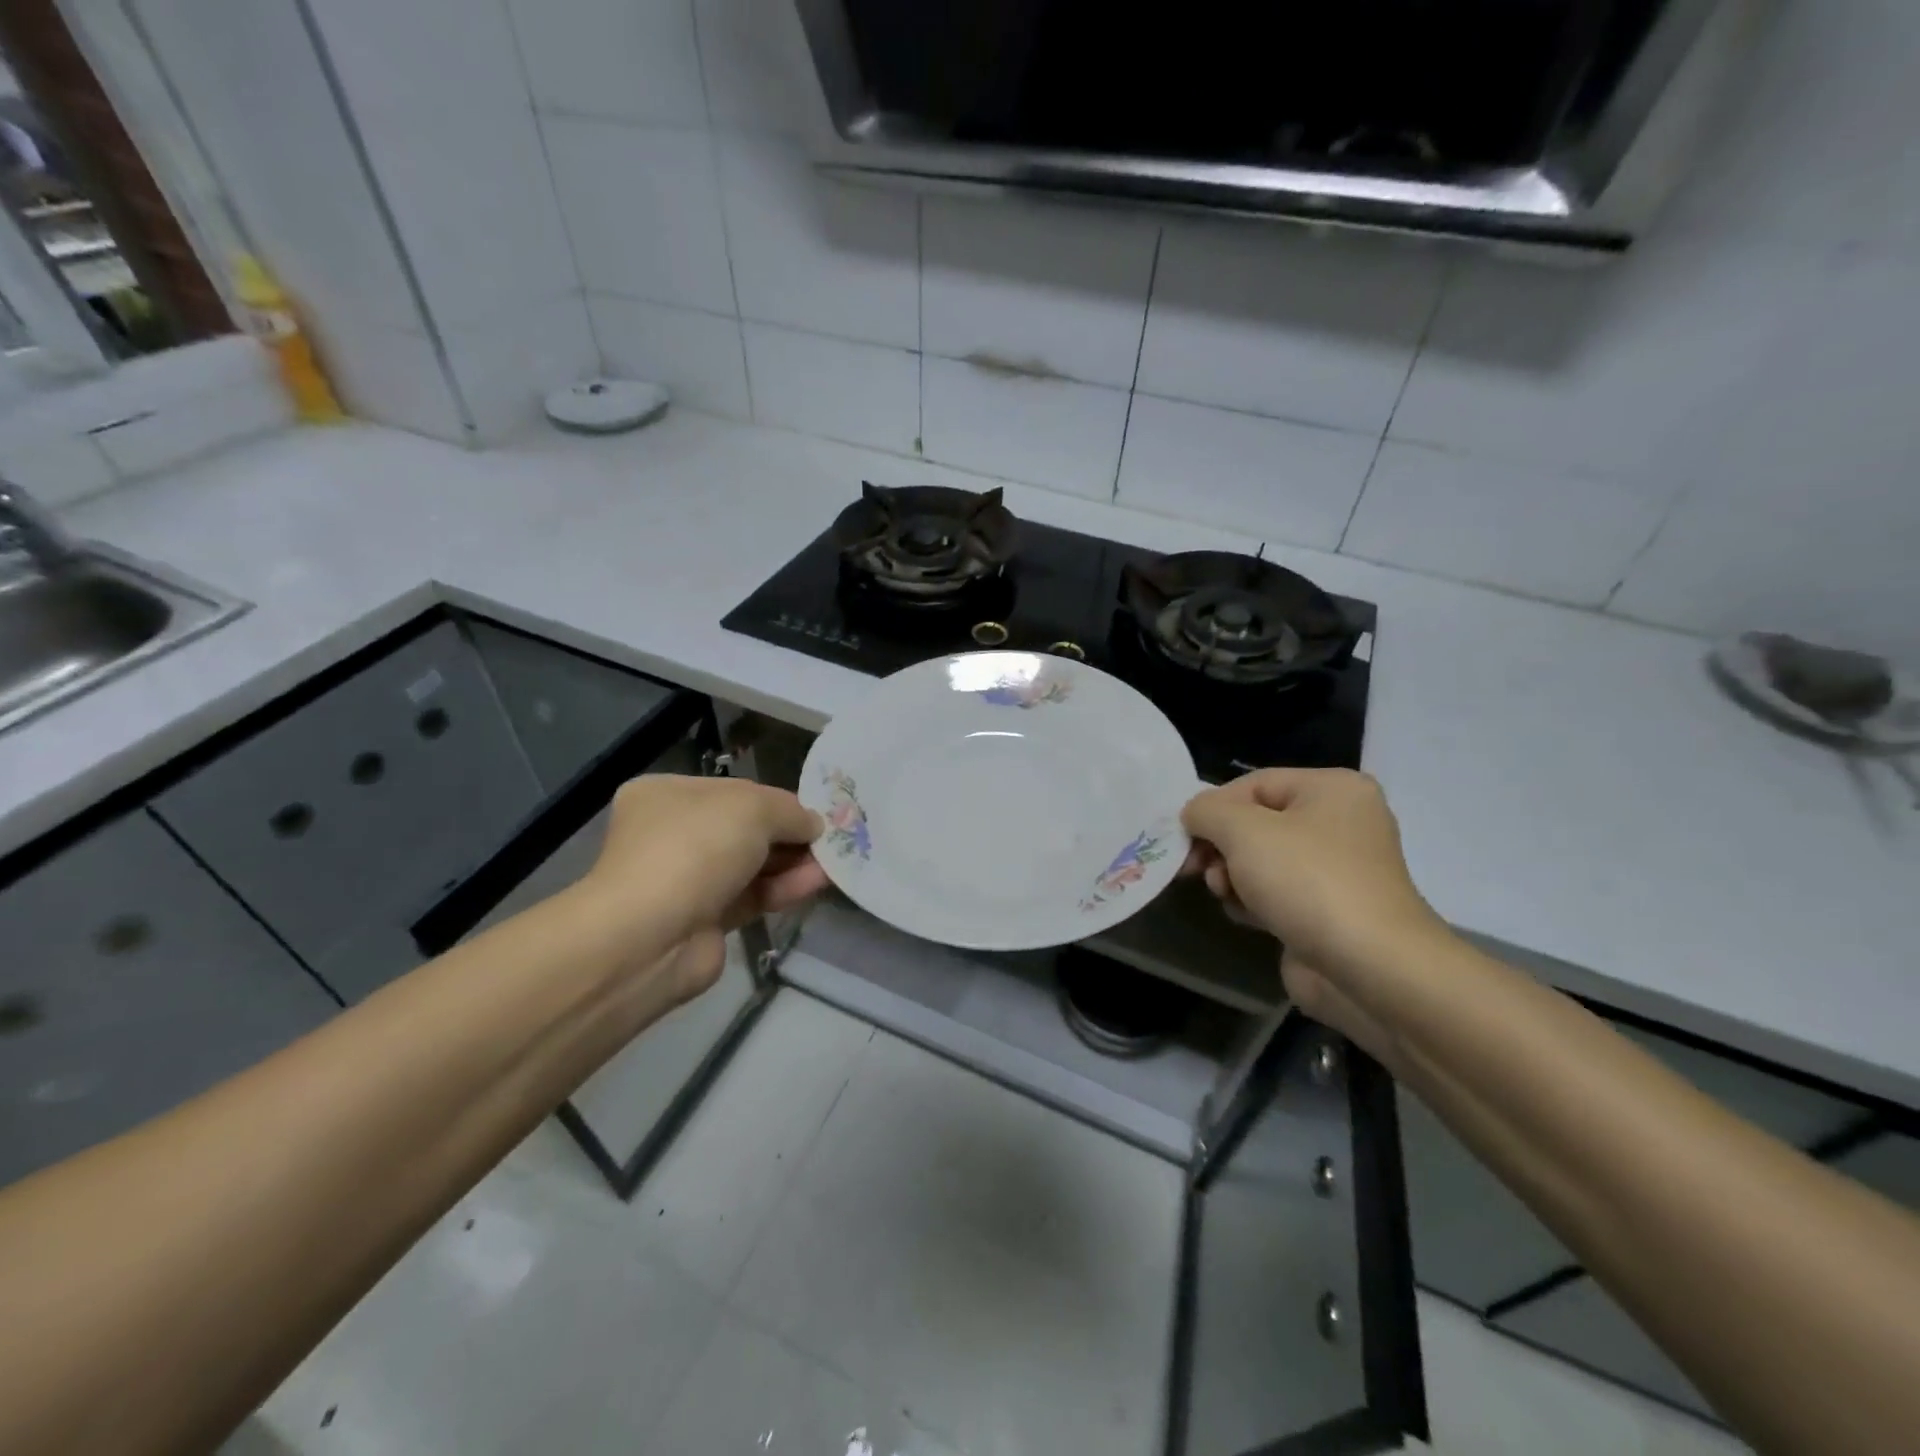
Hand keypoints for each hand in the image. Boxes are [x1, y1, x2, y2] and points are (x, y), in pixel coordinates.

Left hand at [581, 775, 828, 997]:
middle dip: (789, 834)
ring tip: (834, 862)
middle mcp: (673, 834)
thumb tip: (814, 825)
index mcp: (668, 795)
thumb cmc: (696, 849)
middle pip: (746, 829)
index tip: (815, 812)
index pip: (736, 791)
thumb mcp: (753, 808)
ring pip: (752, 865)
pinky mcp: (704, 920)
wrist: (651, 936)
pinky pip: (752, 896)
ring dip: (793, 862)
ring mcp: (687, 879)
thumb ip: (791, 811)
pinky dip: (783, 889)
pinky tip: (816, 883)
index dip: (778, 800)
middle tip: (831, 840)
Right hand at [1182, 768, 1442, 975]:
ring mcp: (1336, 871)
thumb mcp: (1243, 830)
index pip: (1253, 784)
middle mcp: (1340, 823)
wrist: (1370, 969)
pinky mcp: (1327, 911)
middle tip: (1196, 869)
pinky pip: (1275, 893)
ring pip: (1260, 861)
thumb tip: (1193, 815)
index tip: (1184, 838)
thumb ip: (1207, 811)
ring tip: (1226, 895)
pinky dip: (1253, 902)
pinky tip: (1247, 916)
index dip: (1213, 808)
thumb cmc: (1307, 882)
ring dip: (1232, 877)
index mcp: (1333, 790)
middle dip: (1221, 847)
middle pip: (1255, 824)